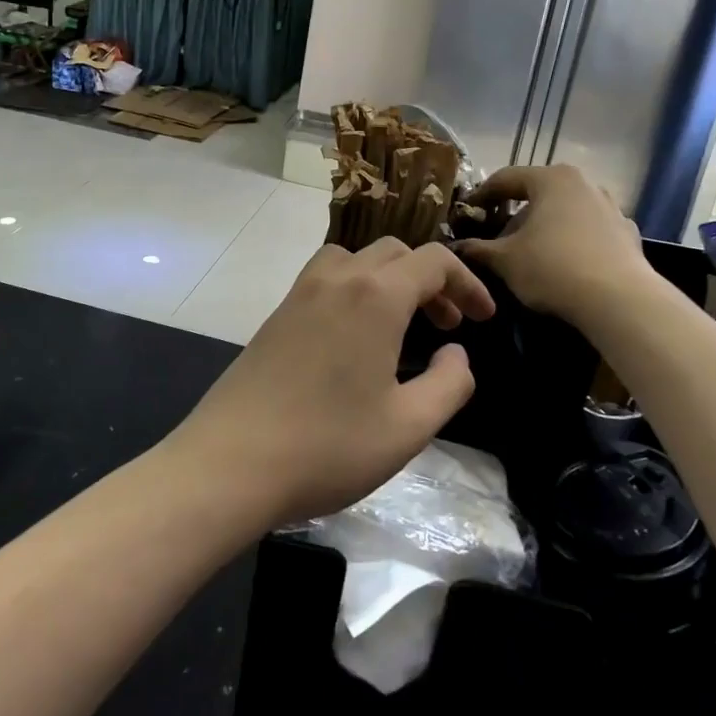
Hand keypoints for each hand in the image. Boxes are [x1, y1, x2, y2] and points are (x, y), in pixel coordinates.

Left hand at [167, 240, 495, 522]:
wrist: (231, 462)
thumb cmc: (328, 446)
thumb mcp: (409, 426)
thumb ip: (450, 383)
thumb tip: (456, 354)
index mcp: (375, 295)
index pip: (433, 261)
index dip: (467, 283)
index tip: (484, 318)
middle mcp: (337, 279)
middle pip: (395, 253)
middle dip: (431, 281)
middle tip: (448, 325)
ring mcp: (300, 293)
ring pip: (356, 259)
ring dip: (389, 278)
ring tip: (402, 322)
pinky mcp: (277, 314)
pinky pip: (326, 278)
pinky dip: (355, 288)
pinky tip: (356, 337)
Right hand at [457, 165, 652, 321]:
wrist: (620, 301)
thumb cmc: (552, 268)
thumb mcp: (504, 260)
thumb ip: (477, 249)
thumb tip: (457, 247)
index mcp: (551, 179)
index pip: (505, 178)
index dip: (481, 196)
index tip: (467, 213)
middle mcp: (583, 183)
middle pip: (538, 193)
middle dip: (515, 214)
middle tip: (496, 237)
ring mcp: (610, 207)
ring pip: (565, 211)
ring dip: (544, 227)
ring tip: (530, 253)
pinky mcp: (627, 233)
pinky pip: (589, 231)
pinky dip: (571, 241)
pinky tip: (564, 265)